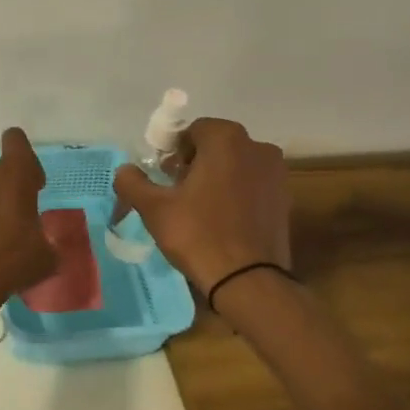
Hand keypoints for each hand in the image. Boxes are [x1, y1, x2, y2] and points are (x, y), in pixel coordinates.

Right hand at [113, 117, 289, 290]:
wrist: (247, 279)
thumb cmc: (198, 234)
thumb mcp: (154, 208)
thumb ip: (132, 182)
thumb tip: (125, 170)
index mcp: (226, 140)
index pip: (193, 130)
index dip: (174, 151)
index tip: (165, 177)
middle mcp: (257, 147)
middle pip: (217, 146)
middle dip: (196, 163)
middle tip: (177, 192)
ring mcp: (276, 173)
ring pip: (237, 165)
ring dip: (217, 178)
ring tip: (200, 209)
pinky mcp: (285, 199)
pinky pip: (253, 186)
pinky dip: (236, 194)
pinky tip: (223, 221)